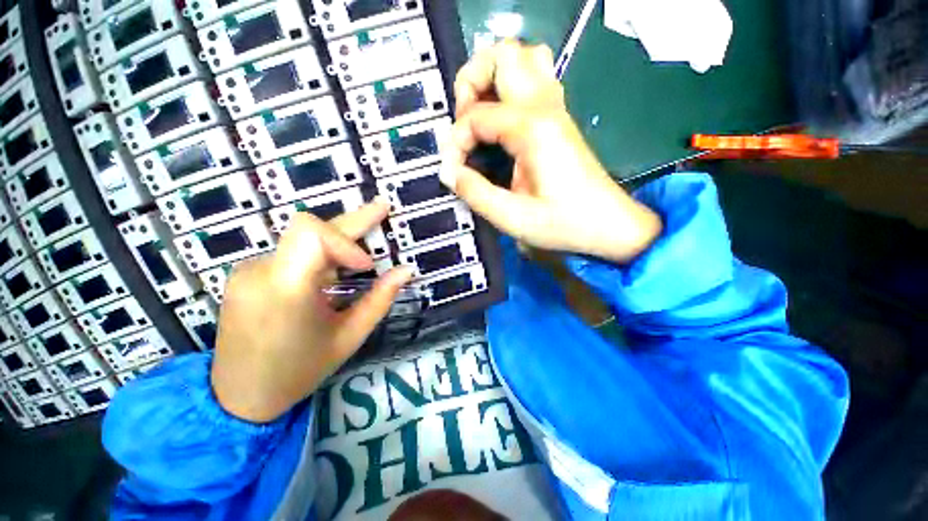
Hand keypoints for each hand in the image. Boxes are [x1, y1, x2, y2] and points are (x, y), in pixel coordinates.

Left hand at [210, 203, 412, 422]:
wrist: (238, 396)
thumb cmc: (300, 371)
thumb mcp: (349, 337)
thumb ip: (380, 299)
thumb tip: (406, 270)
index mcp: (286, 290)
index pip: (311, 233)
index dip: (346, 240)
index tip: (366, 267)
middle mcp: (260, 271)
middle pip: (308, 227)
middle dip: (353, 220)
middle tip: (382, 206)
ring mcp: (247, 270)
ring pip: (302, 240)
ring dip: (337, 244)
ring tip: (361, 257)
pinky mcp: (245, 274)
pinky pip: (291, 253)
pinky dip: (318, 257)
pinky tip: (329, 277)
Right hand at [442, 41, 662, 263]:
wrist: (609, 225)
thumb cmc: (564, 225)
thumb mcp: (513, 218)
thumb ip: (476, 193)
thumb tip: (449, 173)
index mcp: (532, 130)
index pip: (476, 116)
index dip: (455, 143)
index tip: (452, 173)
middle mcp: (545, 107)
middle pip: (503, 56)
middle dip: (471, 82)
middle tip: (463, 123)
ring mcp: (556, 109)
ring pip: (523, 58)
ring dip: (493, 78)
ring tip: (479, 115)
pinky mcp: (559, 119)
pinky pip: (534, 79)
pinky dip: (510, 87)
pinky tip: (501, 121)